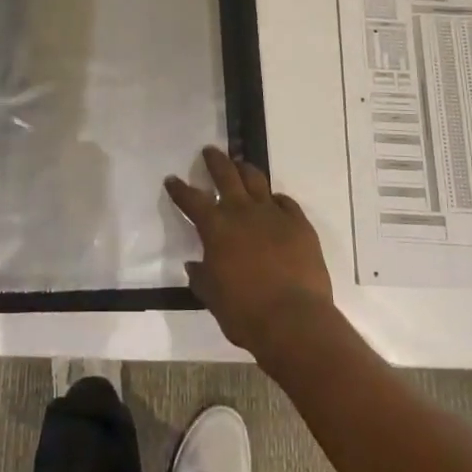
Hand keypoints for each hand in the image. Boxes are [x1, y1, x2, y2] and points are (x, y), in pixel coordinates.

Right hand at [166, 146, 335, 361]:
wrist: (294, 320)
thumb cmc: (244, 312)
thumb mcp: (212, 297)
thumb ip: (201, 277)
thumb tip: (194, 265)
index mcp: (216, 228)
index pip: (191, 200)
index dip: (179, 189)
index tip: (172, 180)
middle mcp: (242, 212)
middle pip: (226, 175)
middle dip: (215, 161)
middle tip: (210, 151)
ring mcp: (274, 215)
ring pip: (257, 181)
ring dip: (245, 170)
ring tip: (241, 165)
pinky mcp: (299, 224)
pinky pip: (286, 202)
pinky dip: (276, 199)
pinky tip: (275, 201)